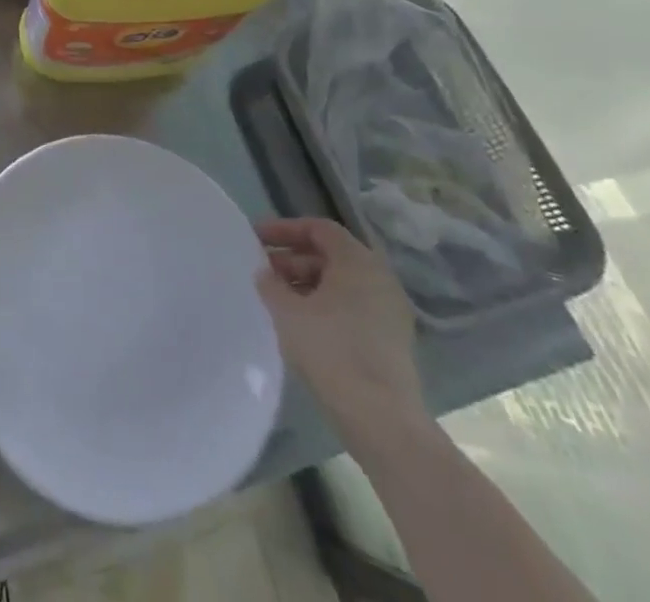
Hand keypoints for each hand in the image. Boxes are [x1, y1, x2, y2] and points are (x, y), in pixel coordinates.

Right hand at [254, 217, 426, 446]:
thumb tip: (266, 273)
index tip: (256, 239)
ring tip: (279, 300)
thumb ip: (271, 284)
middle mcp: (380, 278)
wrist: (382, 421)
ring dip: (308, 284)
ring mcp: (391, 311)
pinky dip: (327, 305)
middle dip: (294, 259)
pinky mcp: (393, 339)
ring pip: (343, 283)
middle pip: (331, 255)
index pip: (319, 228)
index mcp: (358, 261)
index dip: (284, 229)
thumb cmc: (331, 352)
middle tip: (264, 272)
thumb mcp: (287, 312)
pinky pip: (354, 306)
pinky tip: (303, 325)